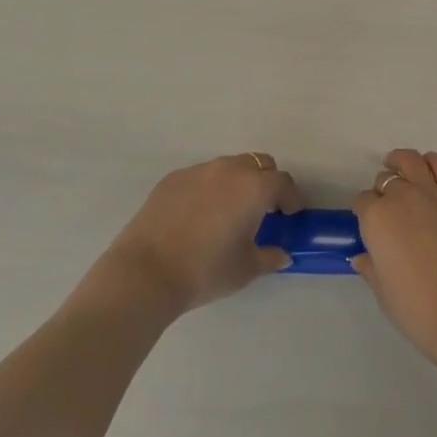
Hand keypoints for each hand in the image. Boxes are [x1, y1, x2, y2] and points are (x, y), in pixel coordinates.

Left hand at [103, 154, 302, 315]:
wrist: (146, 272)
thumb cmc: (205, 270)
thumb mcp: (245, 269)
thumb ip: (270, 257)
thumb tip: (283, 254)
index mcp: (254, 188)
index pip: (283, 182)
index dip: (291, 198)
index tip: (291, 214)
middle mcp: (230, 169)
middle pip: (258, 164)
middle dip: (266, 182)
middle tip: (262, 210)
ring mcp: (200, 170)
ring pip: (229, 167)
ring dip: (237, 183)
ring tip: (228, 212)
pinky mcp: (174, 177)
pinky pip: (202, 176)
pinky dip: (209, 189)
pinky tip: (197, 216)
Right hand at [352, 149, 436, 371]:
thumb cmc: (417, 309)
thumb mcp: (383, 293)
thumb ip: (370, 268)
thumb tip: (361, 257)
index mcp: (376, 219)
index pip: (363, 201)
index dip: (364, 211)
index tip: (369, 223)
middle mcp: (401, 196)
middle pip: (386, 180)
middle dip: (383, 190)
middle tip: (388, 206)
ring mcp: (432, 192)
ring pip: (411, 161)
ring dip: (402, 162)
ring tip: (400, 168)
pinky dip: (432, 162)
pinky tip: (428, 170)